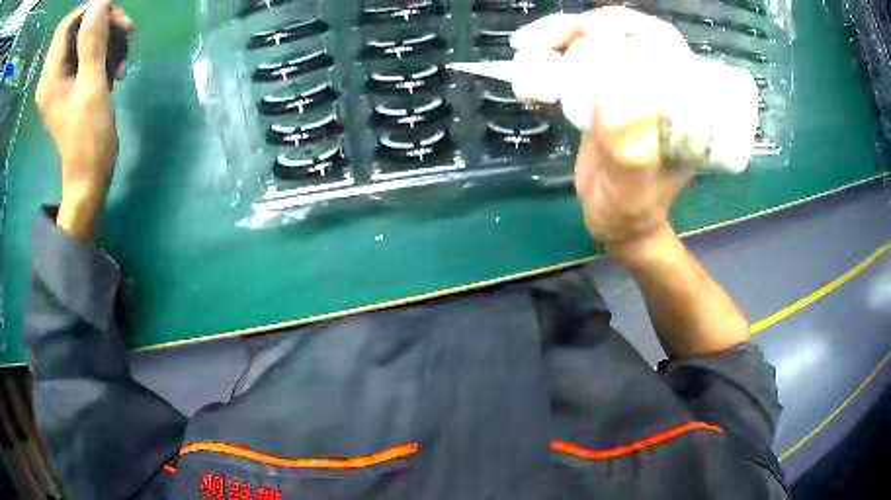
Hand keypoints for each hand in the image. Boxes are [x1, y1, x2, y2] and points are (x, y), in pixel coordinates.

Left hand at [35, 0, 132, 240]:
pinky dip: (105, 51)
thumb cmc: (88, 140)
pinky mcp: (68, 82)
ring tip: (123, 59)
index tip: (111, 17)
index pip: (67, 25)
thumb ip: (92, 42)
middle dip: (104, 23)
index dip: (89, 11)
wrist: (88, 177)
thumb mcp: (92, 87)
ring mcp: (59, 78)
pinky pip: (87, 51)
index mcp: (50, 77)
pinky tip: (117, 67)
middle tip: (126, 34)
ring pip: (86, 36)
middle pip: (78, 26)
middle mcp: (51, 74)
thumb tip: (99, 2)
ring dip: (108, 38)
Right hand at [511, 8, 694, 260]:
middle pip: (624, 35)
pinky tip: (529, 67)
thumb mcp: (634, 192)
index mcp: (681, 104)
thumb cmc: (632, 214)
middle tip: (541, 38)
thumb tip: (610, 100)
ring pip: (597, 44)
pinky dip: (551, 57)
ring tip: (524, 48)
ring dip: (558, 37)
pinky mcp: (606, 94)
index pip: (665, 45)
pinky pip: (579, 63)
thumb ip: (629, 156)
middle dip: (580, 26)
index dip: (630, 25)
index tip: (591, 27)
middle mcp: (657, 87)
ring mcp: (629, 88)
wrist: (616, 224)